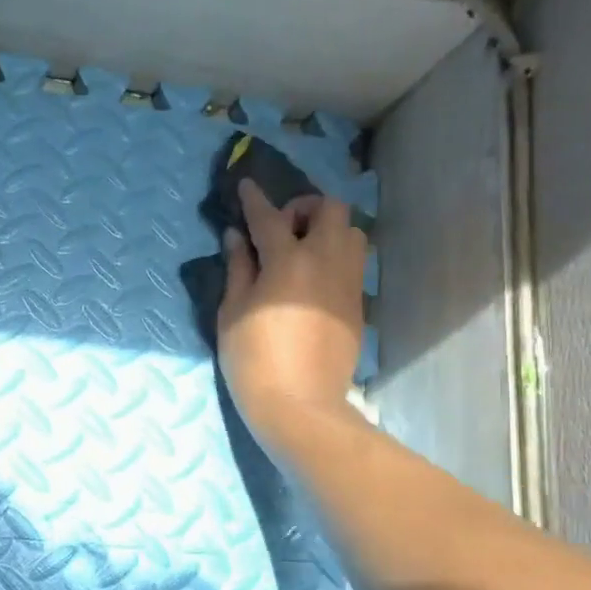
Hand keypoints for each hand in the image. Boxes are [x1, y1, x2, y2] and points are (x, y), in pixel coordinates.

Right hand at [217, 180, 367, 454]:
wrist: (299, 404)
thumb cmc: (253, 359)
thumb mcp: (232, 312)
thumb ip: (238, 268)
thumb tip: (237, 237)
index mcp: (288, 260)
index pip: (270, 217)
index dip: (255, 199)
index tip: (246, 185)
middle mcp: (326, 261)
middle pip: (331, 209)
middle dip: (305, 207)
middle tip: (282, 228)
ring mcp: (348, 282)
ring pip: (352, 233)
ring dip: (328, 230)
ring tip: (302, 252)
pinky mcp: (358, 304)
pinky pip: (353, 263)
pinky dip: (334, 257)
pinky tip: (313, 281)